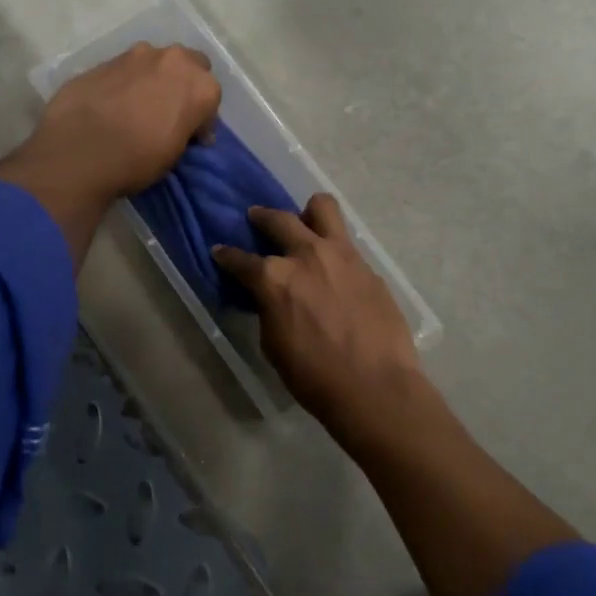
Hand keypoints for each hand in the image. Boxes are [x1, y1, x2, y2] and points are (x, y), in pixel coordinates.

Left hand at [0, 44, 219, 266]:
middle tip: (171, 112)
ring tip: (140, 107)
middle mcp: (172, 60)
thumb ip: (185, 129)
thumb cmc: (137, 160)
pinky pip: (126, 69)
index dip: (202, 119)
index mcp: (199, 86)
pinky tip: (114, 105)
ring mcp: (135, 55)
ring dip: (155, 79)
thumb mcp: (174, 154)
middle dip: (184, 85)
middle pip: (189, 66)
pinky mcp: (104, 60)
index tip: (191, 137)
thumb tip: (184, 127)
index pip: (211, 99)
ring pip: (156, 62)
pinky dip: (127, 83)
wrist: (78, 152)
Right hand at [212, 194, 424, 430]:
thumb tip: (270, 298)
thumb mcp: (274, 344)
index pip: (240, 259)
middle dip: (262, 217)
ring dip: (307, 212)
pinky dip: (334, 247)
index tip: (220, 251)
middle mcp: (306, 255)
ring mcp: (341, 256)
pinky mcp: (368, 267)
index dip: (226, 256)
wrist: (374, 386)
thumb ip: (269, 309)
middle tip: (257, 218)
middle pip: (279, 220)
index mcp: (274, 278)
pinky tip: (333, 266)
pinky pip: (346, 243)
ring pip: (322, 208)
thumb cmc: (314, 375)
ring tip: (304, 221)